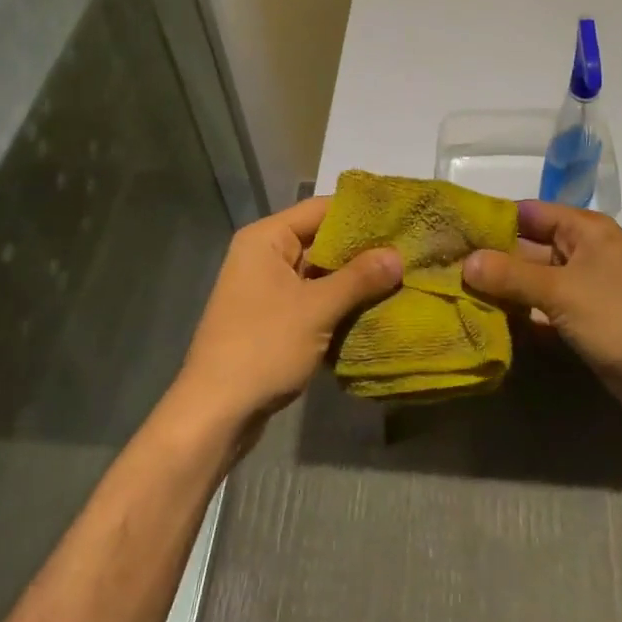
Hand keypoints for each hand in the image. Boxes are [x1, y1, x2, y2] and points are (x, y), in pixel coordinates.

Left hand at [167, 196, 401, 443]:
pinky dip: (337, 303)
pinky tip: (373, 309)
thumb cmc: (263, 347)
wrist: (215, 413)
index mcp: (267, 239)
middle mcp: (264, 255)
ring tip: (399, 278)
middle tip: (406, 252)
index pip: (321, 208)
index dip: (360, 213)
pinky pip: (311, 299)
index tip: (400, 218)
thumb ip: (359, 278)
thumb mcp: (317, 309)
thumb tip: (398, 255)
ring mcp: (266, 288)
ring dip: (352, 280)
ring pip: (319, 273)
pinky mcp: (271, 318)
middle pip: (321, 240)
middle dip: (361, 250)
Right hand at [463, 201, 621, 432]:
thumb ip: (512, 275)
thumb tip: (465, 261)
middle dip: (491, 259)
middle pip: (528, 247)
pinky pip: (543, 311)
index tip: (453, 231)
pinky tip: (485, 323)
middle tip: (444, 267)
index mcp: (585, 230)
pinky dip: (520, 316)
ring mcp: (584, 290)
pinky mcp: (583, 323)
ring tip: (454, 294)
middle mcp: (583, 253)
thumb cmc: (621, 318)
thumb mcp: (562, 291)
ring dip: (502, 290)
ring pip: (533, 282)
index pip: (529, 212)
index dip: (493, 220)